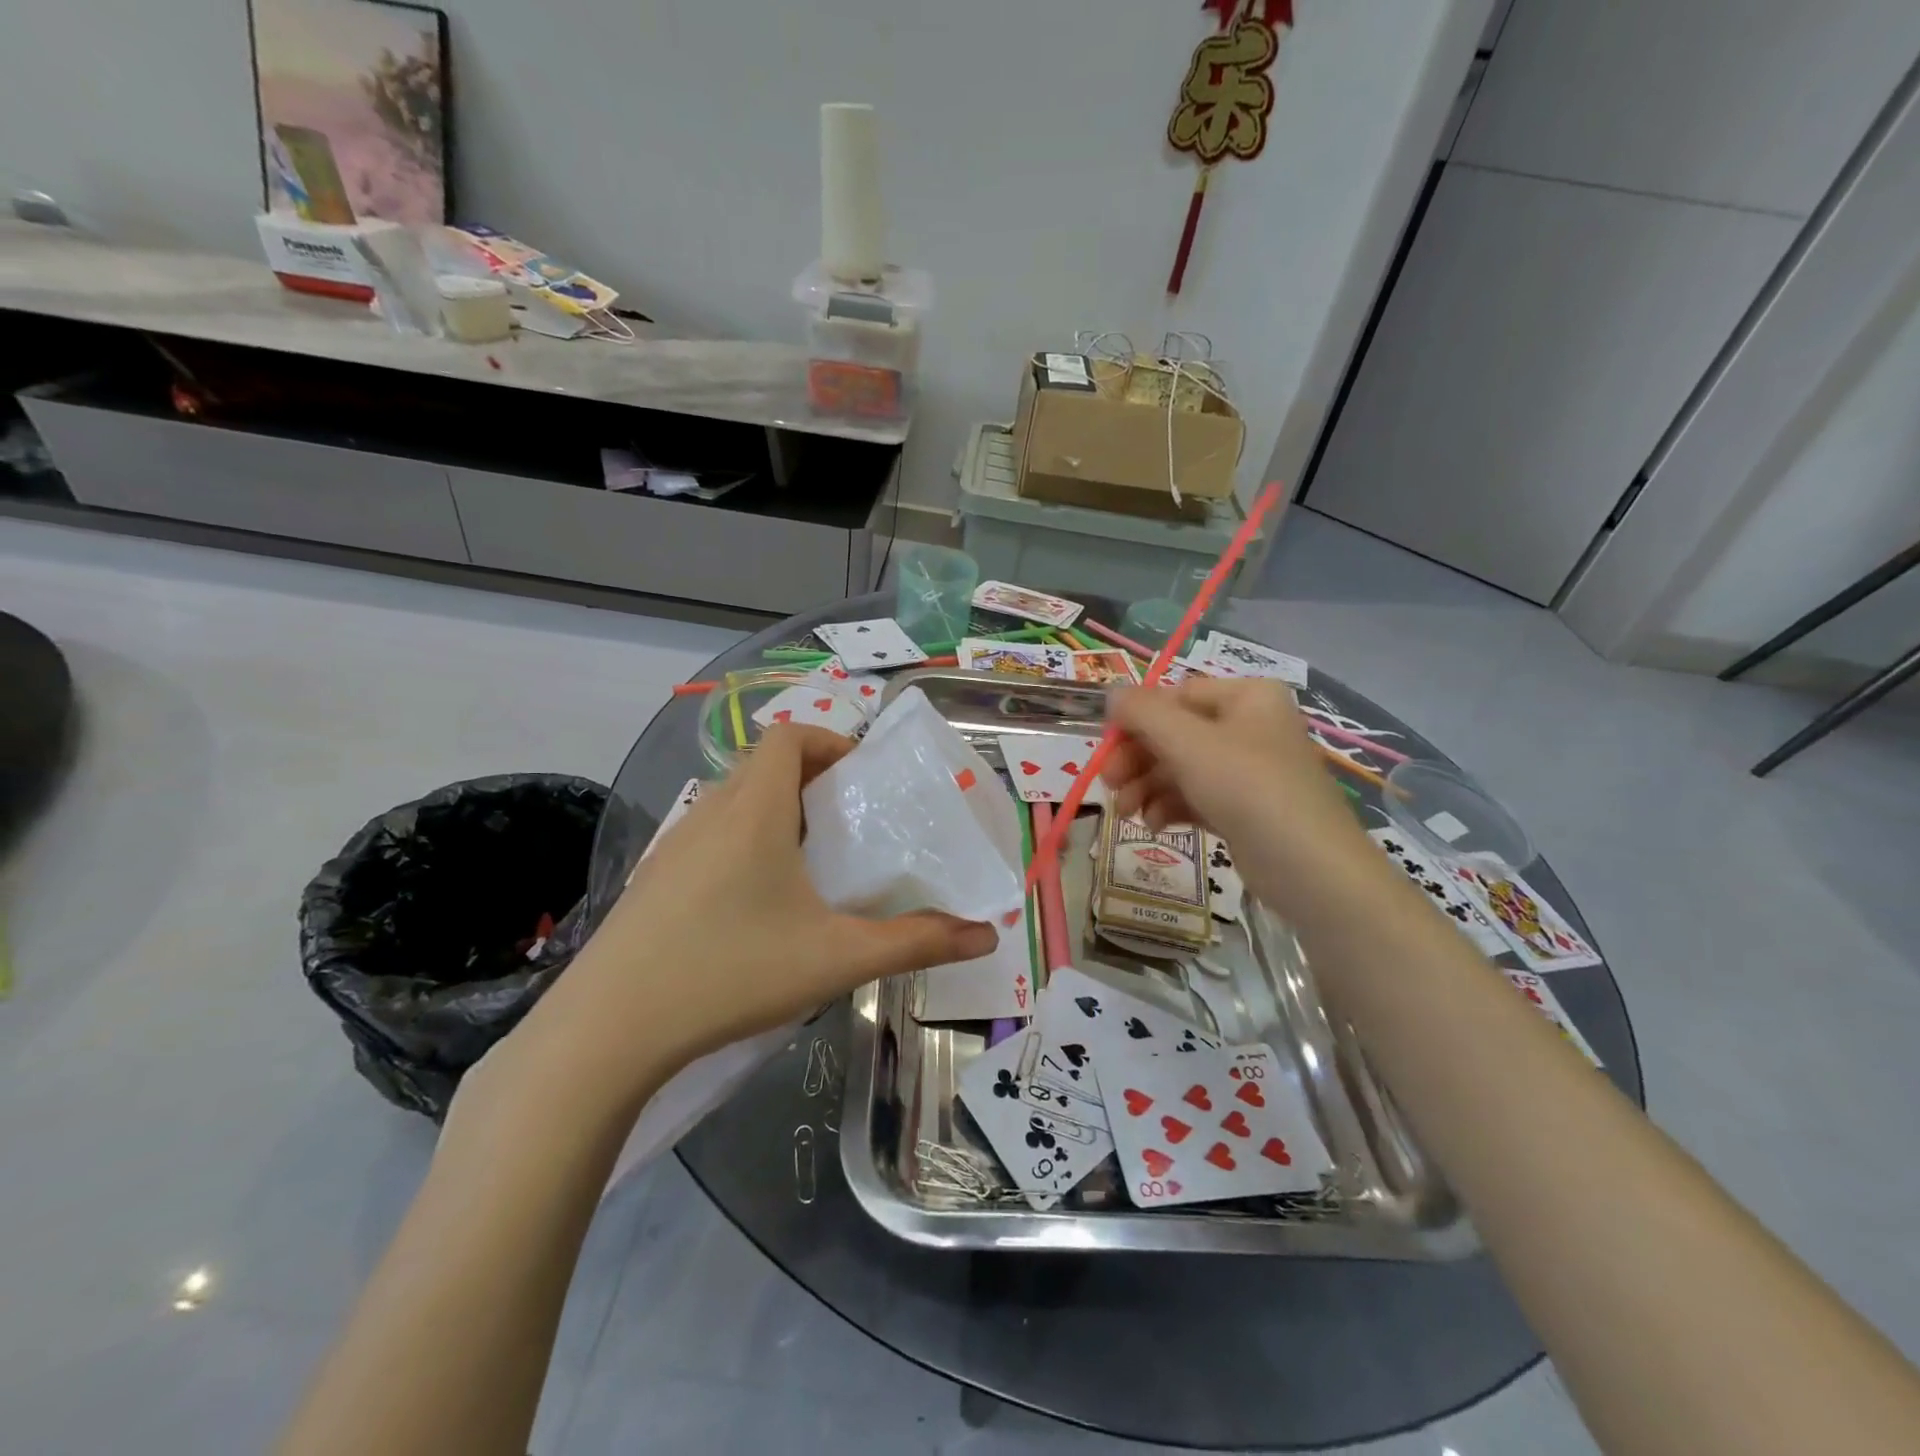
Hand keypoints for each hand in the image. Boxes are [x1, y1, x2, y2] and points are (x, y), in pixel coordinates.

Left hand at [522, 724, 997, 1114]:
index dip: (829, 741)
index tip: (862, 778)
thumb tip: (987, 936)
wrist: (607, 1030)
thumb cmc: (730, 972)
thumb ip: (915, 943)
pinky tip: (757, 903)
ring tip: (811, 861)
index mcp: (755, 810)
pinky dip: (743, 840)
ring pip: (734, 800)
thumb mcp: (835, 958)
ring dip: (775, 810)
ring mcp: (674, 845)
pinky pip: (709, 834)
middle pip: (764, 764)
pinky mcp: (653, 879)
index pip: (788, 736)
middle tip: (849, 822)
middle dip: (811, 779)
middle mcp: (711, 812)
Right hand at [1101, 679, 1373, 912]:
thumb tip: (1111, 692)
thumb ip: (1143, 713)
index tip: (1106, 748)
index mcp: (1246, 696)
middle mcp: (1250, 726)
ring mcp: (1249, 770)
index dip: (1136, 720)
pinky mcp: (1245, 809)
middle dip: (1138, 760)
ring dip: (1147, 787)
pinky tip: (1155, 825)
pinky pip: (1196, 797)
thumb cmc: (1248, 787)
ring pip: (1181, 768)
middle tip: (1110, 785)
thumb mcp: (1187, 742)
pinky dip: (1170, 807)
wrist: (1309, 868)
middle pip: (1175, 734)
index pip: (1175, 696)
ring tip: (1126, 814)